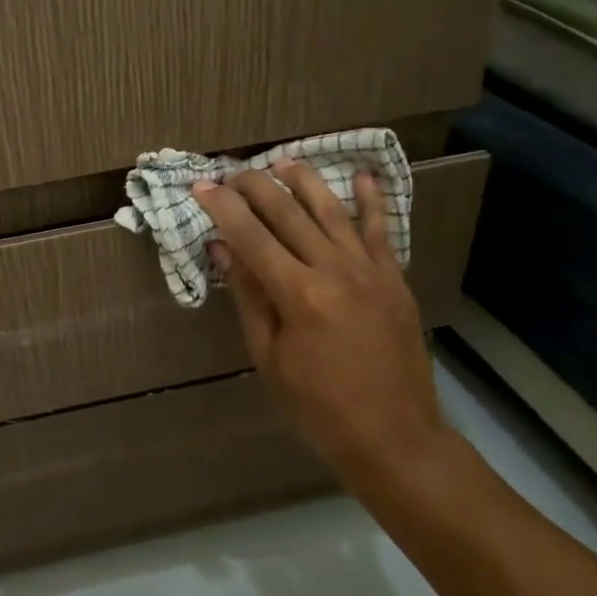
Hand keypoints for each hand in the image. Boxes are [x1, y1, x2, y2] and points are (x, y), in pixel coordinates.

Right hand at [195, 162, 458, 501]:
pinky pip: (381, 229)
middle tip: (233, 171)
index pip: (251, 236)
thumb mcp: (269, 357)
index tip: (202, 186)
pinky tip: (362, 175)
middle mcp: (335, 270)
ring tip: (284, 160)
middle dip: (256, 186)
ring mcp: (370, 270)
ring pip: (332, 210)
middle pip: (289, 212)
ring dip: (305, 181)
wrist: (393, 435)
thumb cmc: (318, 406)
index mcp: (298, 294)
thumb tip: (223, 248)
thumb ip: (249, 296)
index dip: (223, 207)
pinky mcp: (394, 278)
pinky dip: (371, 200)